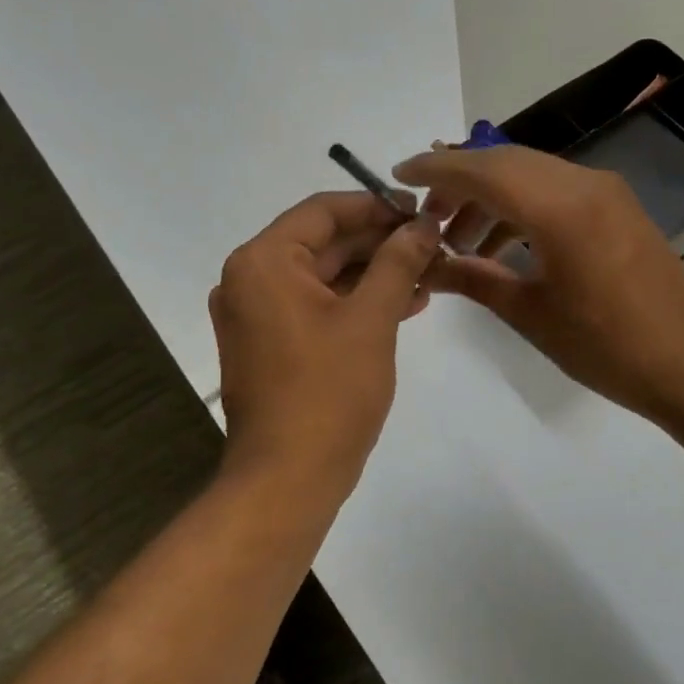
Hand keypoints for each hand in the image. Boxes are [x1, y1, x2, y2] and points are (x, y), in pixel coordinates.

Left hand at [211, 192, 440, 501]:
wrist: (288, 477)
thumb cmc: (329, 391)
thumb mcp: (372, 319)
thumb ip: (398, 262)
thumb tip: (424, 225)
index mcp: (264, 262)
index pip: (324, 211)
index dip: (377, 206)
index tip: (422, 212)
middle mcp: (250, 280)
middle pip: (323, 243)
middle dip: (380, 244)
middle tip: (433, 246)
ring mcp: (257, 315)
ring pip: (324, 277)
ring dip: (374, 274)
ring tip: (428, 277)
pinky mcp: (270, 345)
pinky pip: (316, 307)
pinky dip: (355, 303)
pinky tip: (403, 305)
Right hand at [392, 146, 683, 419]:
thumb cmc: (607, 347)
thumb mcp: (532, 314)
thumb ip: (476, 280)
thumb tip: (430, 265)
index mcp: (560, 208)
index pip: (483, 169)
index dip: (436, 170)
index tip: (397, 176)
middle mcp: (585, 184)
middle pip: (507, 162)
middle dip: (460, 182)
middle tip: (427, 216)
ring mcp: (607, 193)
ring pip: (533, 174)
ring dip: (492, 196)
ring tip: (460, 240)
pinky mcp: (619, 209)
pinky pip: (558, 191)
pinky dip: (523, 207)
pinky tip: (503, 244)